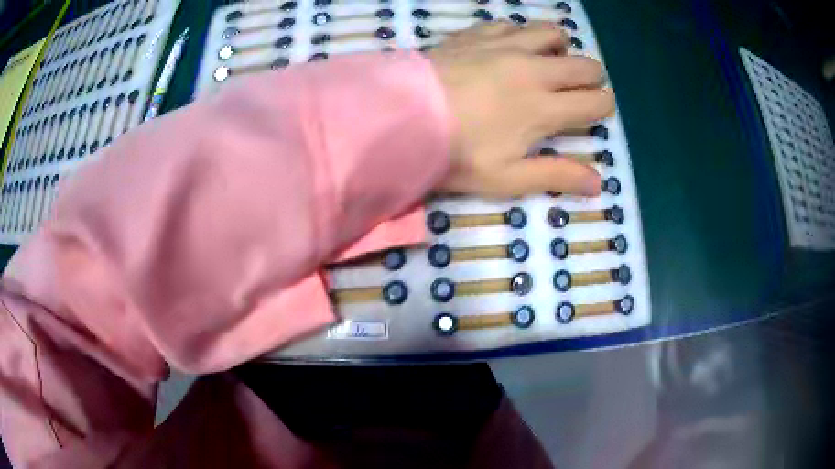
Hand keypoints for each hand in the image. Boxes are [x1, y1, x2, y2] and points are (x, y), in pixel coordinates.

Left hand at [428, 21, 614, 196]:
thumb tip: (598, 185)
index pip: (596, 101)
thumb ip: (556, 176)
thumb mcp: (506, 178)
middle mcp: (534, 70)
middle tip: (574, 91)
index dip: (603, 107)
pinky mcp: (477, 34)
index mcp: (544, 109)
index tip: (594, 112)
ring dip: (560, 48)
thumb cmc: (454, 154)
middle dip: (590, 78)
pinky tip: (510, 48)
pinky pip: (512, 25)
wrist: (399, 118)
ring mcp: (505, 46)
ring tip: (547, 63)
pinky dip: (521, 35)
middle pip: (585, 64)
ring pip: (553, 33)